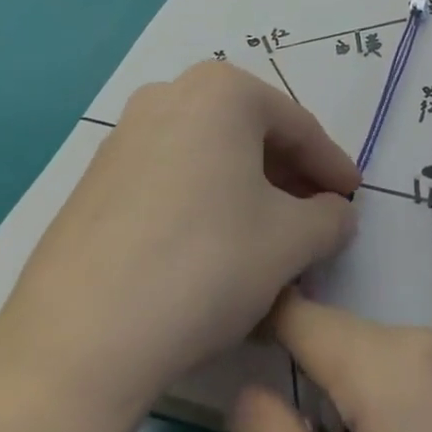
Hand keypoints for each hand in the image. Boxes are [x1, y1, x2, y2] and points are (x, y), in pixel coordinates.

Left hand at [0, 60, 359, 408]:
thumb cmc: (205, 267)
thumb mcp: (290, 243)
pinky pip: (171, 176)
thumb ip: (330, 219)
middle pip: (251, 134)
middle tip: (316, 218)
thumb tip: (338, 214)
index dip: (332, 165)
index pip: (298, 126)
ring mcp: (126, 133)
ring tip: (269, 238)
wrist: (78, 340)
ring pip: (209, 155)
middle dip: (289, 177)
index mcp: (222, 92)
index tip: (353, 197)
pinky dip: (204, 201)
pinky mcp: (97, 177)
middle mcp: (171, 94)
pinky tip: (214, 249)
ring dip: (247, 191)